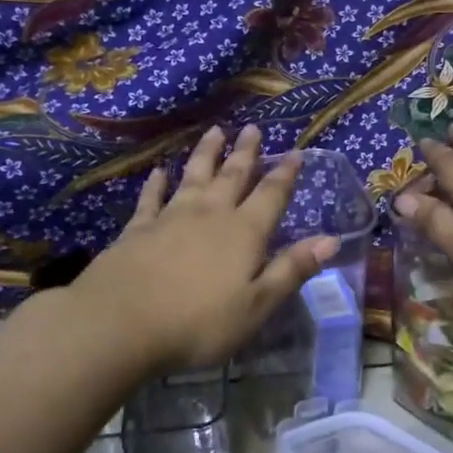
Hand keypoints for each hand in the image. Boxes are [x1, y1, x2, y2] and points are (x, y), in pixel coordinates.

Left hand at [69, 125, 336, 374]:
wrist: (120, 324)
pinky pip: (151, 199)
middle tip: (252, 127)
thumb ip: (291, 270)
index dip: (285, 175)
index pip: (271, 196)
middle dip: (245, 152)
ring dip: (206, 155)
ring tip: (215, 131)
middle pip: (232, 176)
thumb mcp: (257, 305)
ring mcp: (170, 218)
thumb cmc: (199, 323)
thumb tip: (331, 240)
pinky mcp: (137, 230)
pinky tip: (158, 172)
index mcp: (244, 233)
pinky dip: (156, 184)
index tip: (295, 153)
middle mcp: (210, 215)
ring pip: (194, 177)